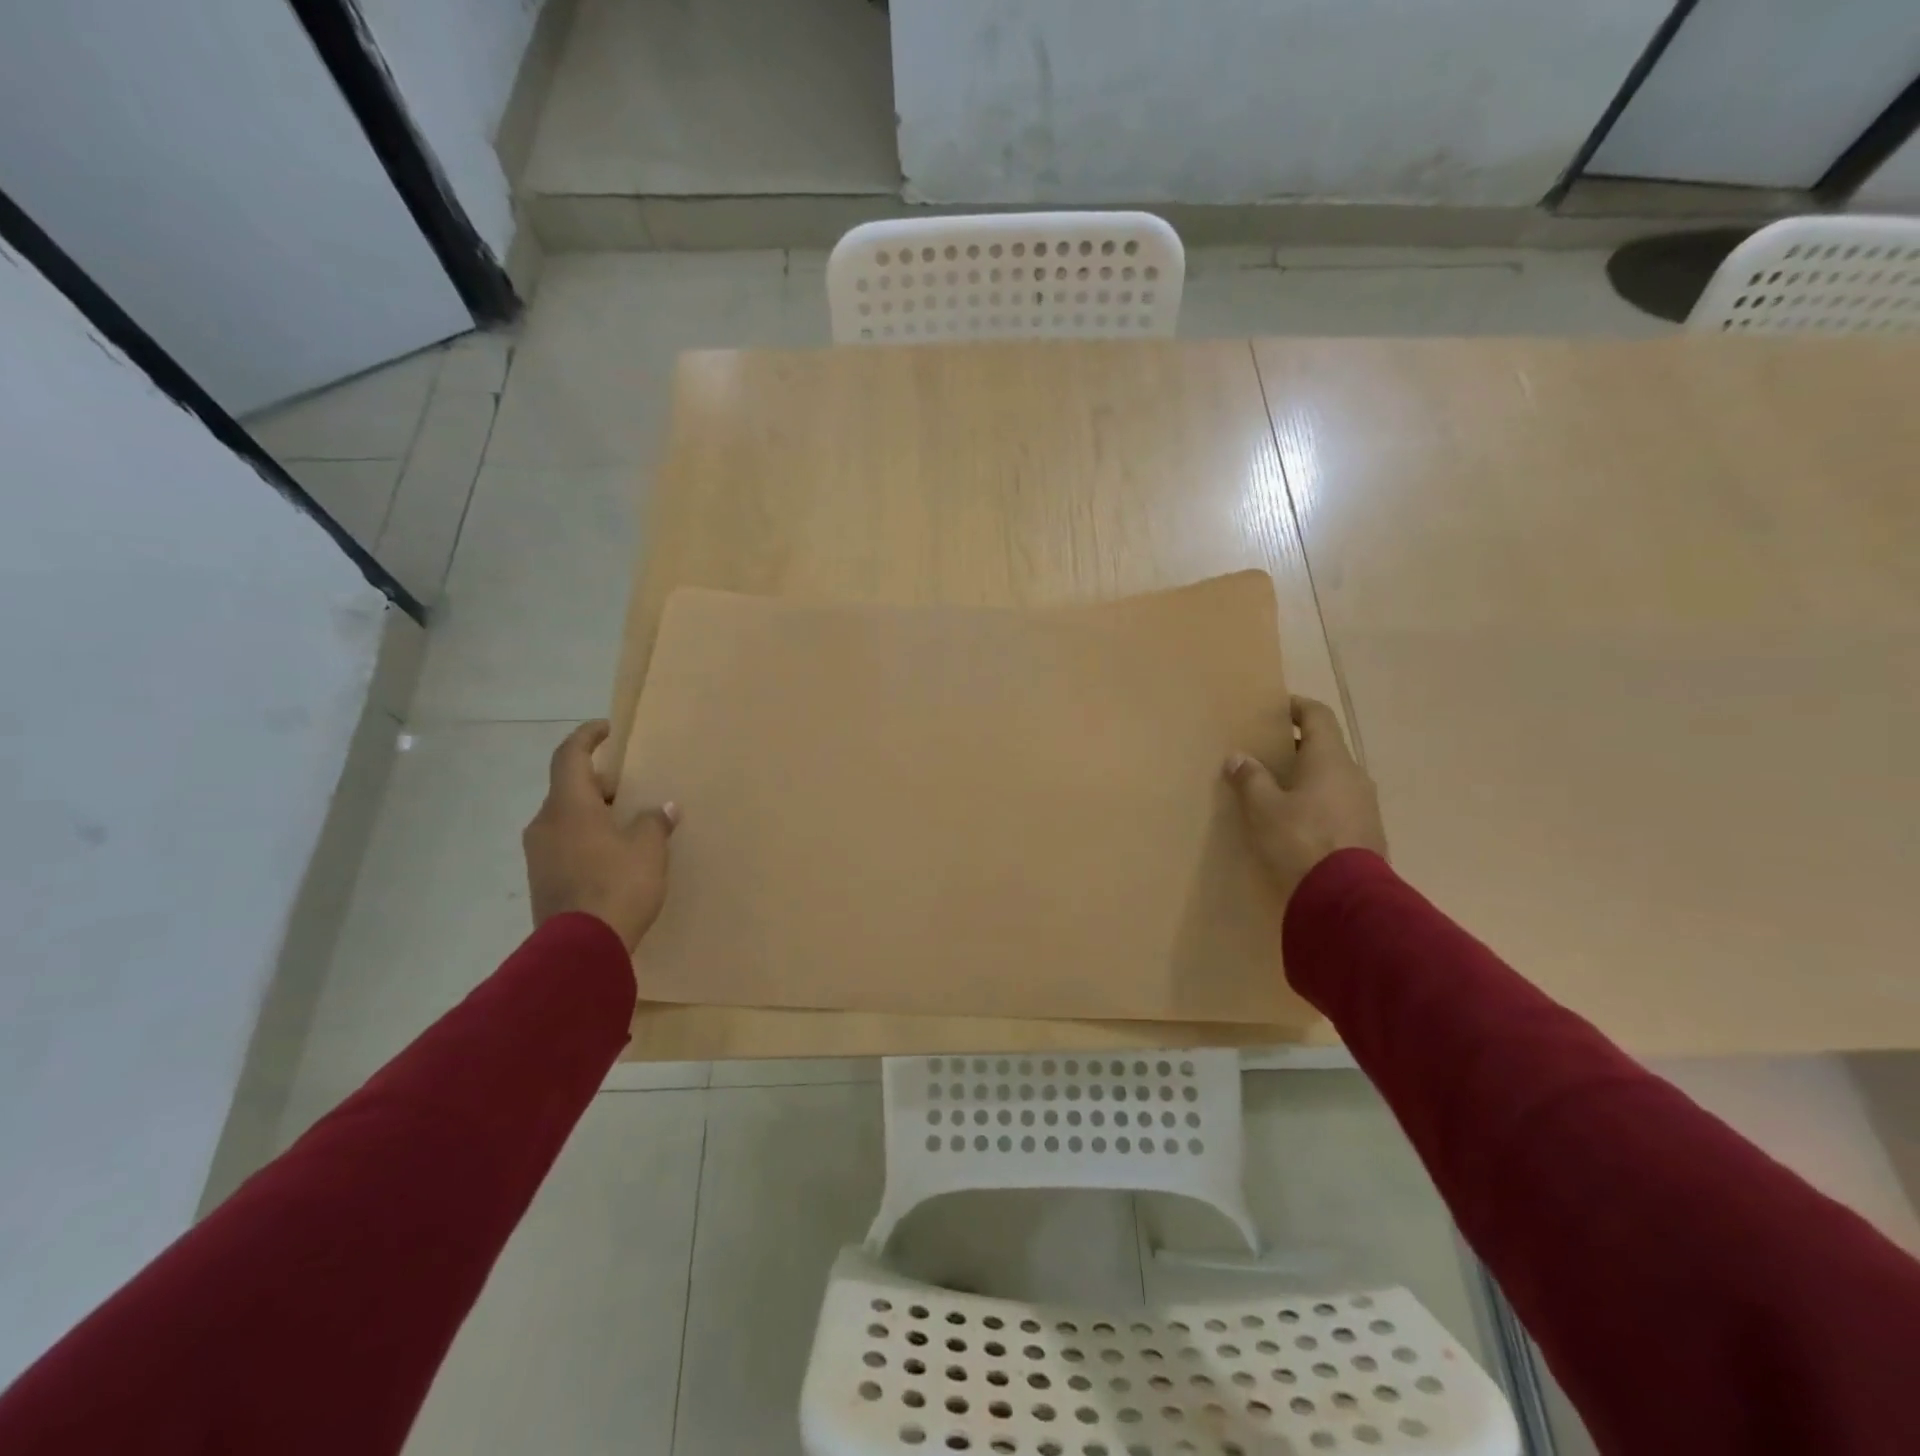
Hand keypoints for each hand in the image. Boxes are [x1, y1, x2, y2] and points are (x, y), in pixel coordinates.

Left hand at [523, 721, 676, 950]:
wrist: (580, 949)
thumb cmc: (617, 885)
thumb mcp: (647, 850)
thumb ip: (653, 822)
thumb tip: (662, 809)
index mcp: (568, 806)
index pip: (569, 756)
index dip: (587, 737)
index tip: (607, 729)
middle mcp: (545, 824)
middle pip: (568, 789)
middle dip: (599, 783)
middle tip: (630, 786)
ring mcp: (539, 854)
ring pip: (566, 818)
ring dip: (593, 812)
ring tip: (626, 821)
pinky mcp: (542, 880)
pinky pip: (565, 844)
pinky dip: (587, 837)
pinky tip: (614, 853)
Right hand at [1224, 696, 1386, 903]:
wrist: (1346, 898)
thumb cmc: (1300, 840)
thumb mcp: (1263, 808)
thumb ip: (1250, 778)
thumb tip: (1238, 757)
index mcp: (1330, 759)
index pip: (1318, 716)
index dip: (1297, 707)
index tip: (1276, 708)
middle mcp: (1353, 774)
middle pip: (1326, 748)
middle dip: (1298, 747)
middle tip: (1267, 753)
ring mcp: (1365, 805)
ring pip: (1334, 778)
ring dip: (1309, 778)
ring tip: (1279, 791)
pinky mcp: (1368, 833)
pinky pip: (1340, 805)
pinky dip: (1319, 802)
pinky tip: (1298, 822)